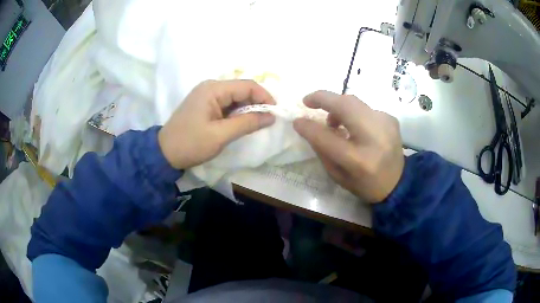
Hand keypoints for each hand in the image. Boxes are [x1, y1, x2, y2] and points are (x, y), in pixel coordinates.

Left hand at [158, 80, 275, 169]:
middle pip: (242, 89)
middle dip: (257, 103)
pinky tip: (241, 123)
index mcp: (213, 89)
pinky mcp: (205, 104)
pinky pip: (227, 104)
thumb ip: (247, 123)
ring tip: (256, 124)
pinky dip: (237, 113)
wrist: (165, 153)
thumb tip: (271, 116)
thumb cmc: (191, 143)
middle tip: (267, 121)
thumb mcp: (221, 135)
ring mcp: (207, 95)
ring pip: (235, 97)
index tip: (275, 113)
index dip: (264, 97)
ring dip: (247, 109)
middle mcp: (211, 87)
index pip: (247, 85)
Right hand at [293, 91, 403, 202]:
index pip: (327, 137)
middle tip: (308, 102)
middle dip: (323, 98)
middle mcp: (374, 137)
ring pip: (354, 102)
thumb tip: (308, 125)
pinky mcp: (390, 119)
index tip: (297, 121)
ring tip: (333, 122)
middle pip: (345, 105)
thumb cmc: (364, 184)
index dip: (309, 127)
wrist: (397, 184)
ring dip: (337, 106)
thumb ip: (322, 149)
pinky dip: (353, 114)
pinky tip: (355, 128)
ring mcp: (385, 124)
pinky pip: (365, 108)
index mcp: (358, 160)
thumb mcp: (337, 175)